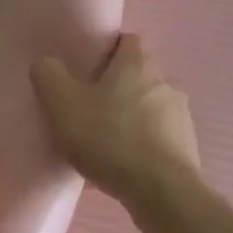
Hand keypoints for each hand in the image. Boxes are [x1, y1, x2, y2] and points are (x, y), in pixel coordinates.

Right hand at [31, 34, 200, 209]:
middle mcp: (164, 82)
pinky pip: (157, 139)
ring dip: (129, 119)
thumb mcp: (63, 104)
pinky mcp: (187, 147)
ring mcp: (181, 116)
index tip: (85, 68)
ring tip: (103, 142)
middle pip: (136, 76)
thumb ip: (49, 76)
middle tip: (87, 106)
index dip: (106, 50)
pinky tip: (121, 166)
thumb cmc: (109, 138)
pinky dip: (141, 146)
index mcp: (137, 63)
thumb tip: (45, 62)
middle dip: (115, 88)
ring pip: (148, 108)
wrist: (160, 191)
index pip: (126, 41)